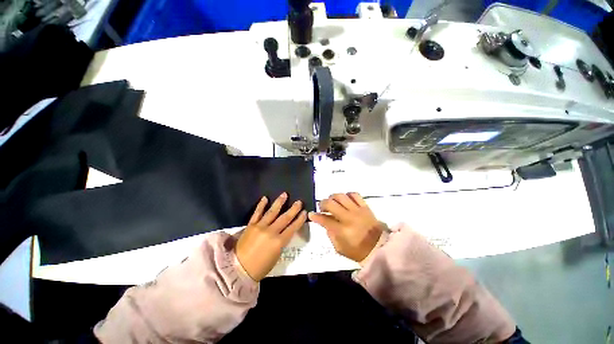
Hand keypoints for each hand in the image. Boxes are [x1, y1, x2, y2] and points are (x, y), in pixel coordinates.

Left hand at [235, 193, 306, 281]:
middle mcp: (271, 232)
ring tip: (284, 194)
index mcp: (279, 242)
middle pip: (285, 218)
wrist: (239, 269)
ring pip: (272, 212)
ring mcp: (260, 227)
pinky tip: (265, 198)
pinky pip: (257, 213)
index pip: (292, 227)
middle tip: (299, 202)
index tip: (304, 212)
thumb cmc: (261, 267)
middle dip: (293, 209)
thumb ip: (282, 242)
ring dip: (279, 202)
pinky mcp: (251, 225)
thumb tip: (285, 232)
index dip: (299, 219)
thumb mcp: (276, 256)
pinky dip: (261, 205)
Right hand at [308, 193, 383, 261]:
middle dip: (322, 203)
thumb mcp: (340, 248)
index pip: (324, 220)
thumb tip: (325, 223)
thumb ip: (331, 235)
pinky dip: (347, 195)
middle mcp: (348, 217)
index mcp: (342, 230)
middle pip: (331, 203)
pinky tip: (345, 199)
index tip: (311, 214)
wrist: (380, 248)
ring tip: (332, 202)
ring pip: (341, 196)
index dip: (315, 216)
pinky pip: (355, 195)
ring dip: (333, 197)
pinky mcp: (365, 207)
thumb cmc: (359, 251)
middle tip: (322, 208)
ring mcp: (358, 210)